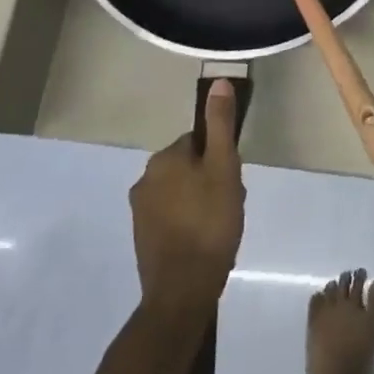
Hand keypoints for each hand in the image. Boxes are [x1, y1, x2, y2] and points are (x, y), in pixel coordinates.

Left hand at [130, 80, 245, 319]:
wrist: (182, 292)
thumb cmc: (209, 223)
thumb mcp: (224, 167)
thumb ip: (220, 124)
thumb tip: (218, 81)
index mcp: (164, 158)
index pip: (198, 142)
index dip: (220, 159)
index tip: (233, 181)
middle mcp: (145, 178)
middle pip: (189, 166)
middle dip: (211, 180)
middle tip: (230, 205)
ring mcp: (140, 211)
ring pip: (181, 192)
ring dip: (200, 201)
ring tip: (221, 226)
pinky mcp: (142, 238)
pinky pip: (171, 217)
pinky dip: (188, 223)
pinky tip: (204, 241)